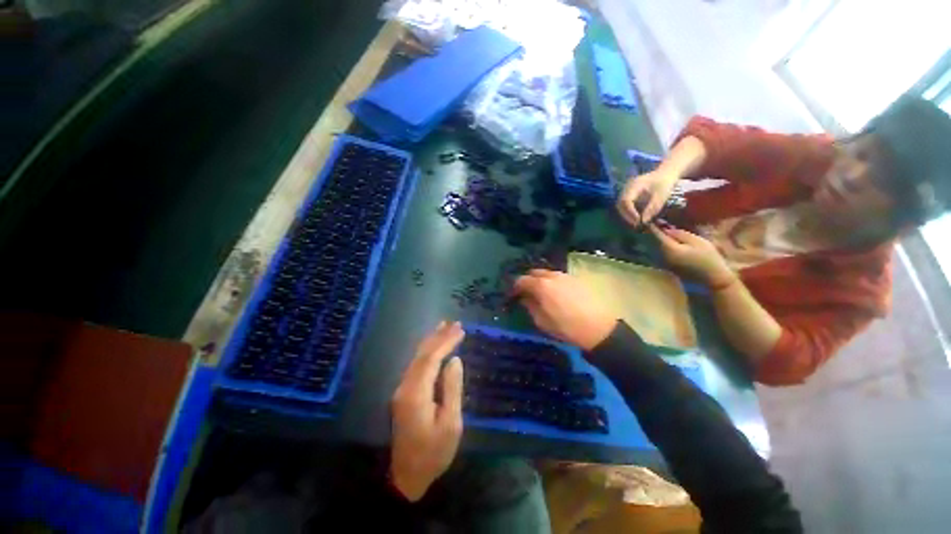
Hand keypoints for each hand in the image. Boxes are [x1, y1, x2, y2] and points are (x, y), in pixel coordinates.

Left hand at [390, 321, 464, 501]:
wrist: (406, 477)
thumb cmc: (433, 453)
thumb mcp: (450, 423)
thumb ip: (452, 389)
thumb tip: (455, 360)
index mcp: (416, 393)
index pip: (431, 358)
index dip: (446, 342)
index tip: (461, 330)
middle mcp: (405, 386)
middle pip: (422, 354)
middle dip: (439, 336)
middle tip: (455, 323)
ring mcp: (402, 389)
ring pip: (417, 357)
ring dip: (431, 340)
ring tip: (444, 326)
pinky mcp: (404, 393)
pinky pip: (416, 364)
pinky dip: (427, 351)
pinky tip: (433, 345)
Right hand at [512, 270, 617, 350]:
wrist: (599, 329)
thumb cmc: (566, 327)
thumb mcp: (542, 321)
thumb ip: (530, 306)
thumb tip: (524, 298)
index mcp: (541, 285)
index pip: (522, 280)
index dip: (515, 287)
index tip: (514, 295)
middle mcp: (552, 276)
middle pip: (535, 272)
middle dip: (528, 280)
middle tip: (527, 292)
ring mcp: (566, 276)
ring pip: (548, 273)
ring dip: (541, 280)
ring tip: (542, 292)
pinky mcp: (577, 279)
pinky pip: (559, 277)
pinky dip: (553, 282)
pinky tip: (556, 293)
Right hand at [616, 168, 679, 227]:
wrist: (665, 175)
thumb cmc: (664, 184)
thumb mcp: (661, 195)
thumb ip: (652, 208)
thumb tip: (643, 221)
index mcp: (633, 185)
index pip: (625, 201)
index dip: (630, 212)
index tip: (638, 221)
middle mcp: (626, 189)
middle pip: (620, 205)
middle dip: (627, 216)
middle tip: (637, 225)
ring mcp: (625, 193)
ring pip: (620, 207)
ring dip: (627, 216)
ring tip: (637, 224)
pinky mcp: (627, 197)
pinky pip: (624, 207)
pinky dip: (629, 214)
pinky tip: (637, 219)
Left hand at [650, 225, 735, 287]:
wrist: (713, 279)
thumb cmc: (708, 258)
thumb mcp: (697, 241)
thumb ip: (680, 234)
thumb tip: (666, 229)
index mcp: (669, 249)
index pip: (657, 235)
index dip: (653, 226)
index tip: (650, 218)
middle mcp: (662, 256)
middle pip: (655, 240)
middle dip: (656, 231)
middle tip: (657, 221)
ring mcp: (664, 262)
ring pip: (658, 246)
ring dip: (659, 238)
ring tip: (663, 228)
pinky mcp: (668, 266)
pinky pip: (662, 252)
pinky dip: (663, 245)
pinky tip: (669, 240)